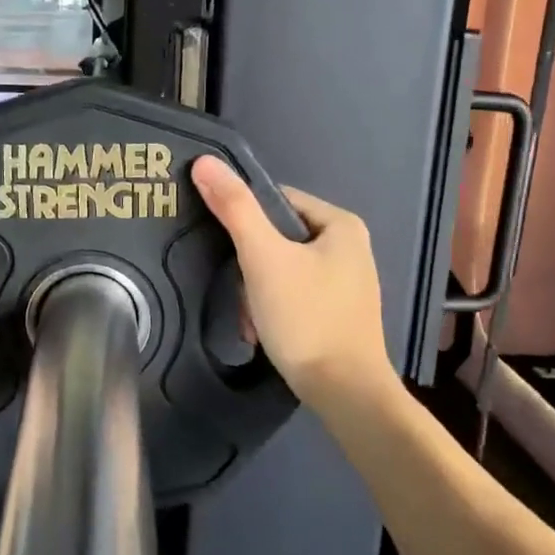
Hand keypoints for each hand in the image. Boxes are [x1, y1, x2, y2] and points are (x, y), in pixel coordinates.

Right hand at [190, 156, 393, 409]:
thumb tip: (204, 161)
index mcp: (341, 224)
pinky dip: (273, 310)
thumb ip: (234, 207)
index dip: (244, 221)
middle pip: (277, 238)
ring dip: (256, 293)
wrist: (345, 393)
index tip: (226, 250)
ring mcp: (346, 283)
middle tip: (242, 295)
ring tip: (251, 320)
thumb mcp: (263, 258)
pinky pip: (294, 295)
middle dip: (250, 268)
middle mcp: (350, 247)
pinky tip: (263, 333)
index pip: (276, 201)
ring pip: (281, 270)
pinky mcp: (339, 313)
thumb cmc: (306, 317)